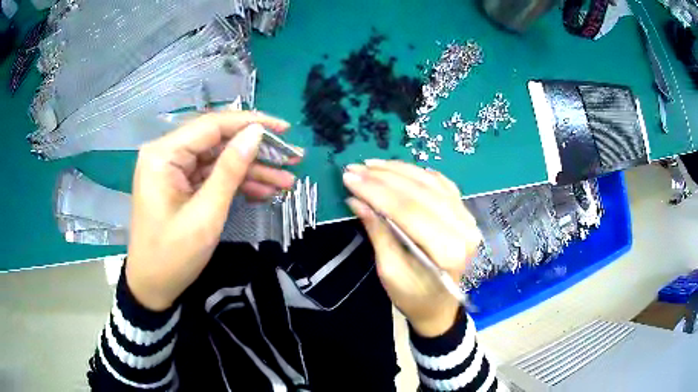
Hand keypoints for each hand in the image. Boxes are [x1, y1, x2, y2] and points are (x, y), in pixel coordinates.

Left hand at [126, 111, 298, 310]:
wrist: (153, 288)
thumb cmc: (173, 256)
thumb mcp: (205, 214)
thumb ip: (230, 170)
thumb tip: (256, 133)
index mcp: (163, 154)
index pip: (212, 125)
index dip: (250, 123)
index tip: (284, 129)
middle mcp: (167, 154)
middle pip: (217, 141)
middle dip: (255, 151)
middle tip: (292, 159)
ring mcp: (174, 170)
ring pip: (219, 160)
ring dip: (251, 171)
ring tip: (286, 182)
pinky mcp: (181, 185)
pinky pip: (212, 177)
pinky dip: (236, 184)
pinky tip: (264, 192)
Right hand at [343, 160, 481, 336]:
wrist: (439, 306)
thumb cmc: (412, 297)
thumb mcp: (389, 271)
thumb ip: (378, 232)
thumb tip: (357, 200)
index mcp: (446, 251)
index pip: (408, 211)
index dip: (376, 191)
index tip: (349, 178)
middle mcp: (463, 229)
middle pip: (420, 193)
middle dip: (383, 178)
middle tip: (355, 168)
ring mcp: (467, 218)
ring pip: (430, 183)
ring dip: (399, 170)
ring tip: (371, 164)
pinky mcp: (464, 212)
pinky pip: (441, 183)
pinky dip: (418, 173)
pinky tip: (398, 168)